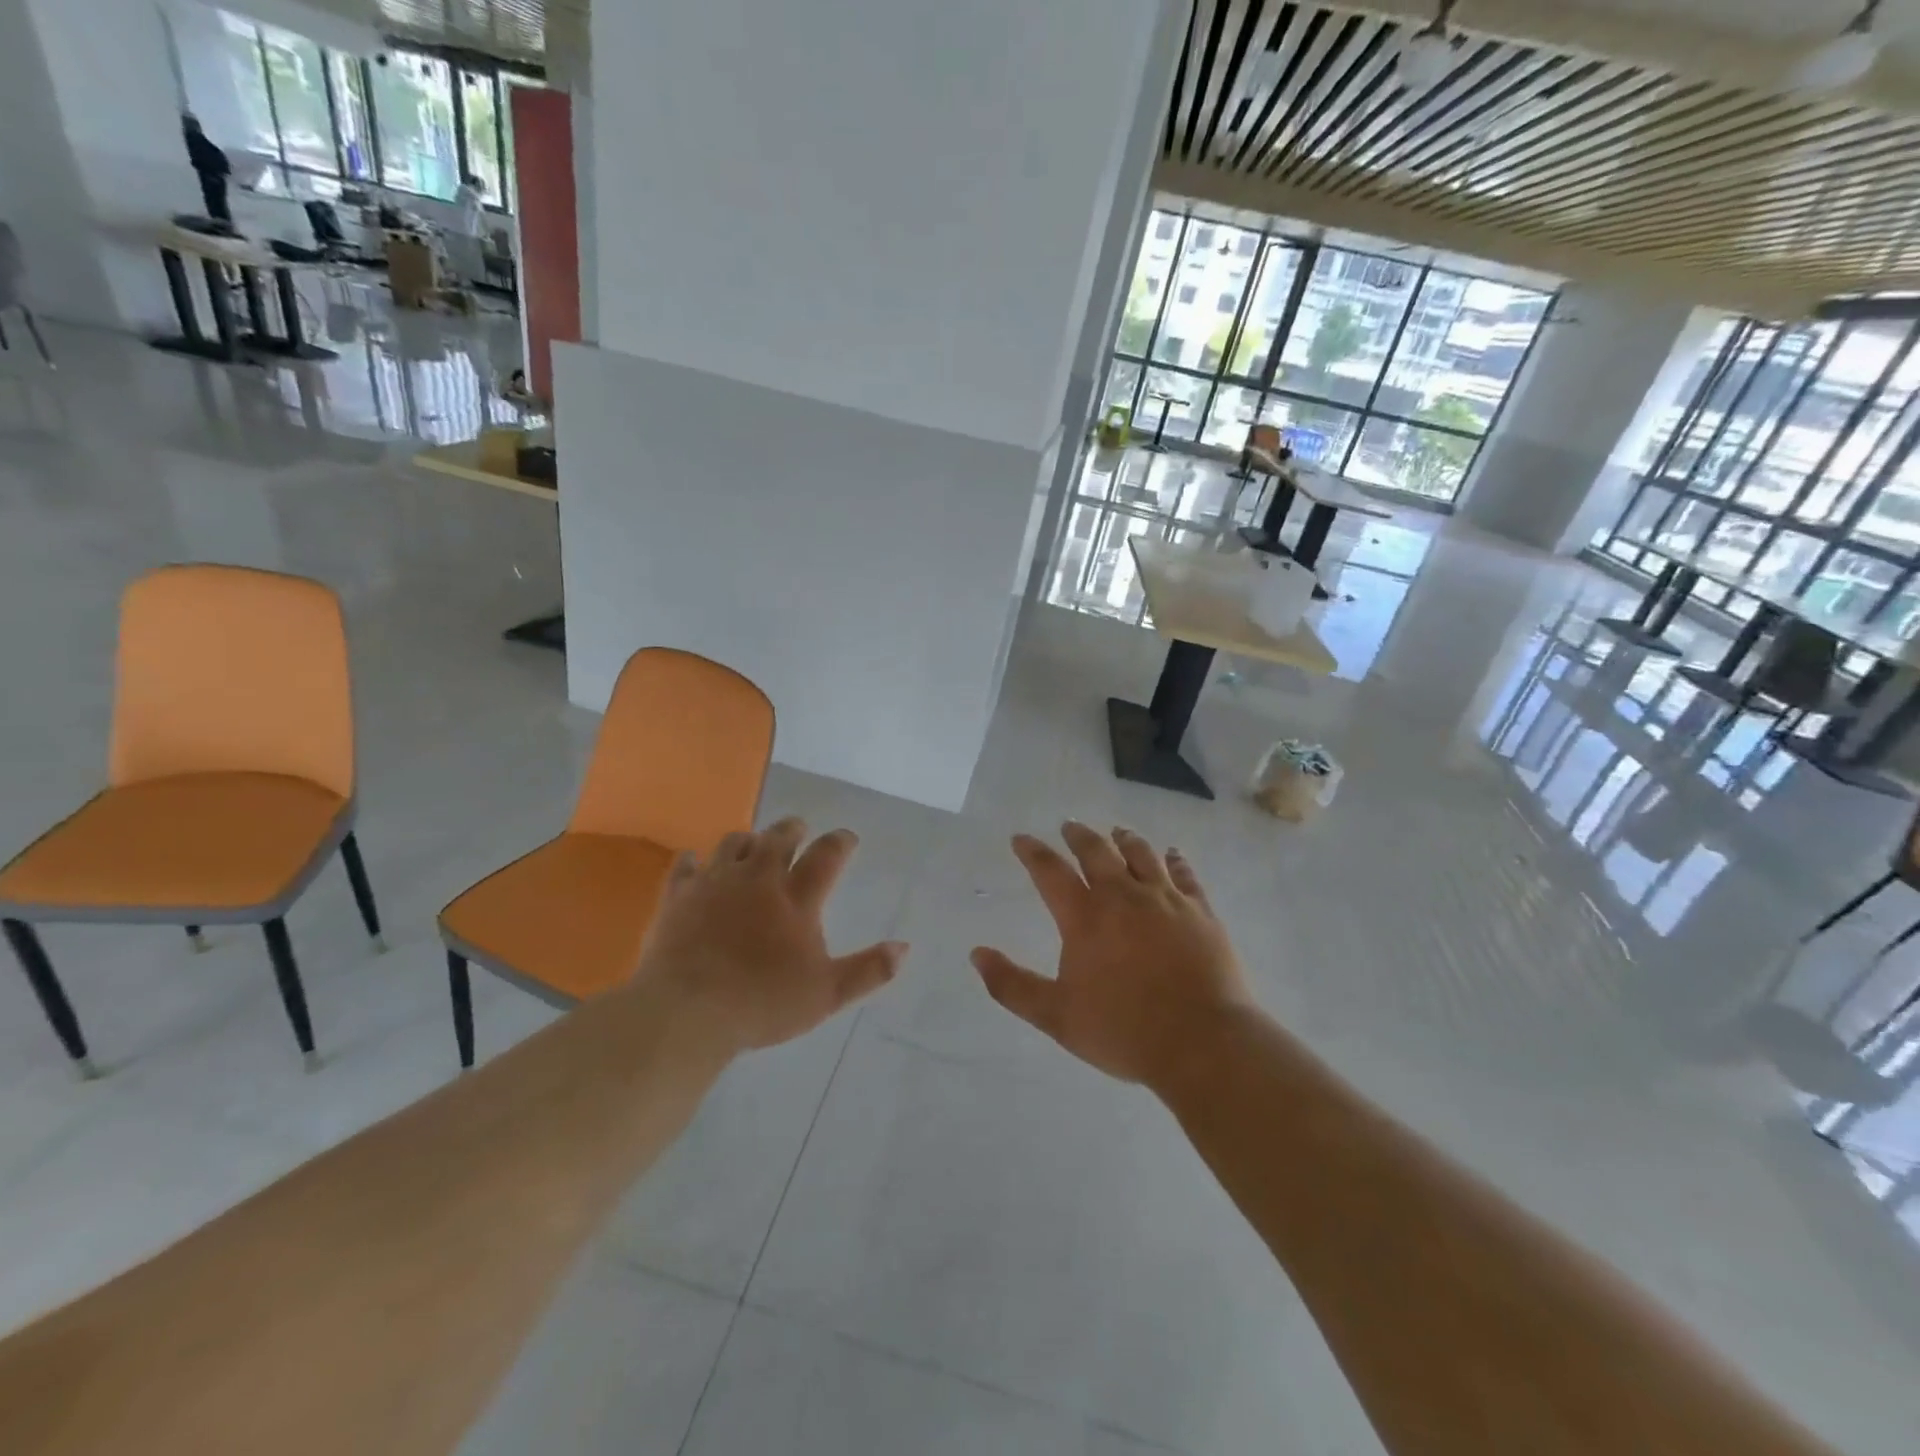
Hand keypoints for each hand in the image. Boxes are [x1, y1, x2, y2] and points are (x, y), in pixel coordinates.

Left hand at [636, 818, 907, 1052]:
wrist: (687, 1011)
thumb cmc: (762, 1003)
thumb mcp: (826, 994)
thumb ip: (868, 970)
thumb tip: (904, 947)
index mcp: (796, 898)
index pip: (826, 855)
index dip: (840, 841)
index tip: (847, 837)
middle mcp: (758, 878)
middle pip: (779, 837)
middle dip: (793, 829)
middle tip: (799, 830)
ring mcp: (715, 882)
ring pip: (734, 842)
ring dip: (748, 840)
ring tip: (753, 844)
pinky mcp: (679, 894)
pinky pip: (686, 864)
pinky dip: (695, 861)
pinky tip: (696, 864)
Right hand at [971, 822, 1251, 1085]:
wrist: (1203, 1043)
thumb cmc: (1124, 1031)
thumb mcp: (1056, 1016)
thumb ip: (1012, 985)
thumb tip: (977, 954)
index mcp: (1085, 917)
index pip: (1050, 871)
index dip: (1032, 852)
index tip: (1021, 839)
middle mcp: (1123, 896)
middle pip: (1097, 852)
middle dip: (1078, 836)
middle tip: (1069, 826)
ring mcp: (1166, 900)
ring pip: (1141, 854)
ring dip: (1125, 839)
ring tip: (1117, 832)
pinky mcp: (1200, 911)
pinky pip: (1185, 874)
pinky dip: (1175, 859)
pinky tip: (1172, 854)